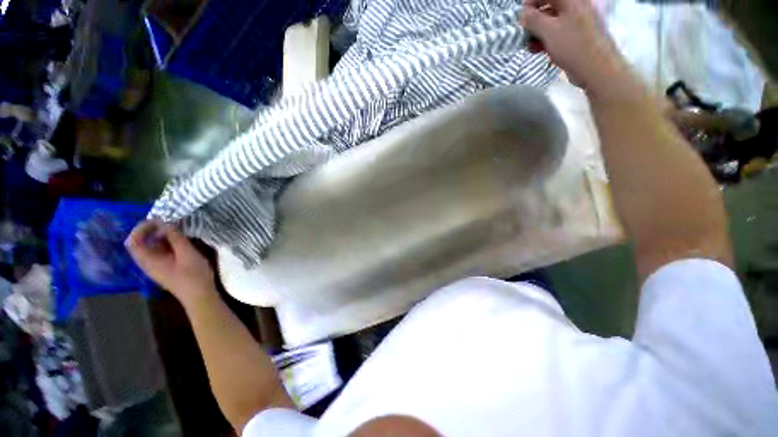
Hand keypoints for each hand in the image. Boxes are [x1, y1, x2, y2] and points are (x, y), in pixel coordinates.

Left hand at [126, 221, 215, 305]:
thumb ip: (172, 233)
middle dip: (150, 229)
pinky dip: (163, 242)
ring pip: (150, 246)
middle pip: (140, 242)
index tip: (155, 222)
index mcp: (150, 262)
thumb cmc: (193, 276)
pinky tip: (177, 239)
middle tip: (164, 222)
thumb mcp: (184, 250)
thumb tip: (163, 222)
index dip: (140, 228)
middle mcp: (149, 265)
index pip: (132, 242)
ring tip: (172, 228)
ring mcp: (157, 268)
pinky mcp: (165, 269)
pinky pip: (158, 251)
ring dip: (158, 235)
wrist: (203, 299)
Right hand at [521, 0, 624, 89]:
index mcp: (572, 1)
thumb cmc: (576, 49)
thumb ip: (530, 18)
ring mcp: (589, 26)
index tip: (523, 17)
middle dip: (536, 22)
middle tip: (527, 34)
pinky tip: (550, 54)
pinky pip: (569, 36)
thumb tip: (525, 15)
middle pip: (552, 9)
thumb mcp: (546, 30)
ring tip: (534, 48)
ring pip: (559, 24)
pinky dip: (557, 42)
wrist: (606, 78)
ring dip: (544, 34)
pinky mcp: (592, 42)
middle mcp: (581, 9)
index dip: (529, 3)